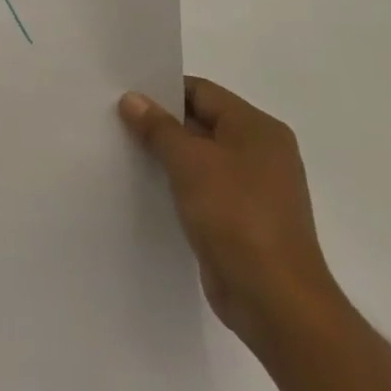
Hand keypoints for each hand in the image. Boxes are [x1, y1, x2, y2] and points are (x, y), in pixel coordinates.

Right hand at [118, 76, 343, 354]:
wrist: (274, 299)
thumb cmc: (236, 216)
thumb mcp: (190, 162)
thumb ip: (158, 127)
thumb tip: (133, 99)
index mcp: (258, 129)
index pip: (202, 92)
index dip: (163, 91)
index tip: (125, 98)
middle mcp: (261, 152)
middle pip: (202, 123)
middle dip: (161, 124)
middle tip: (116, 123)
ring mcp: (254, 188)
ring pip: (201, 158)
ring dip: (167, 157)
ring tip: (125, 153)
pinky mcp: (243, 220)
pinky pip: (205, 189)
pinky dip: (179, 185)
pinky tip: (148, 189)